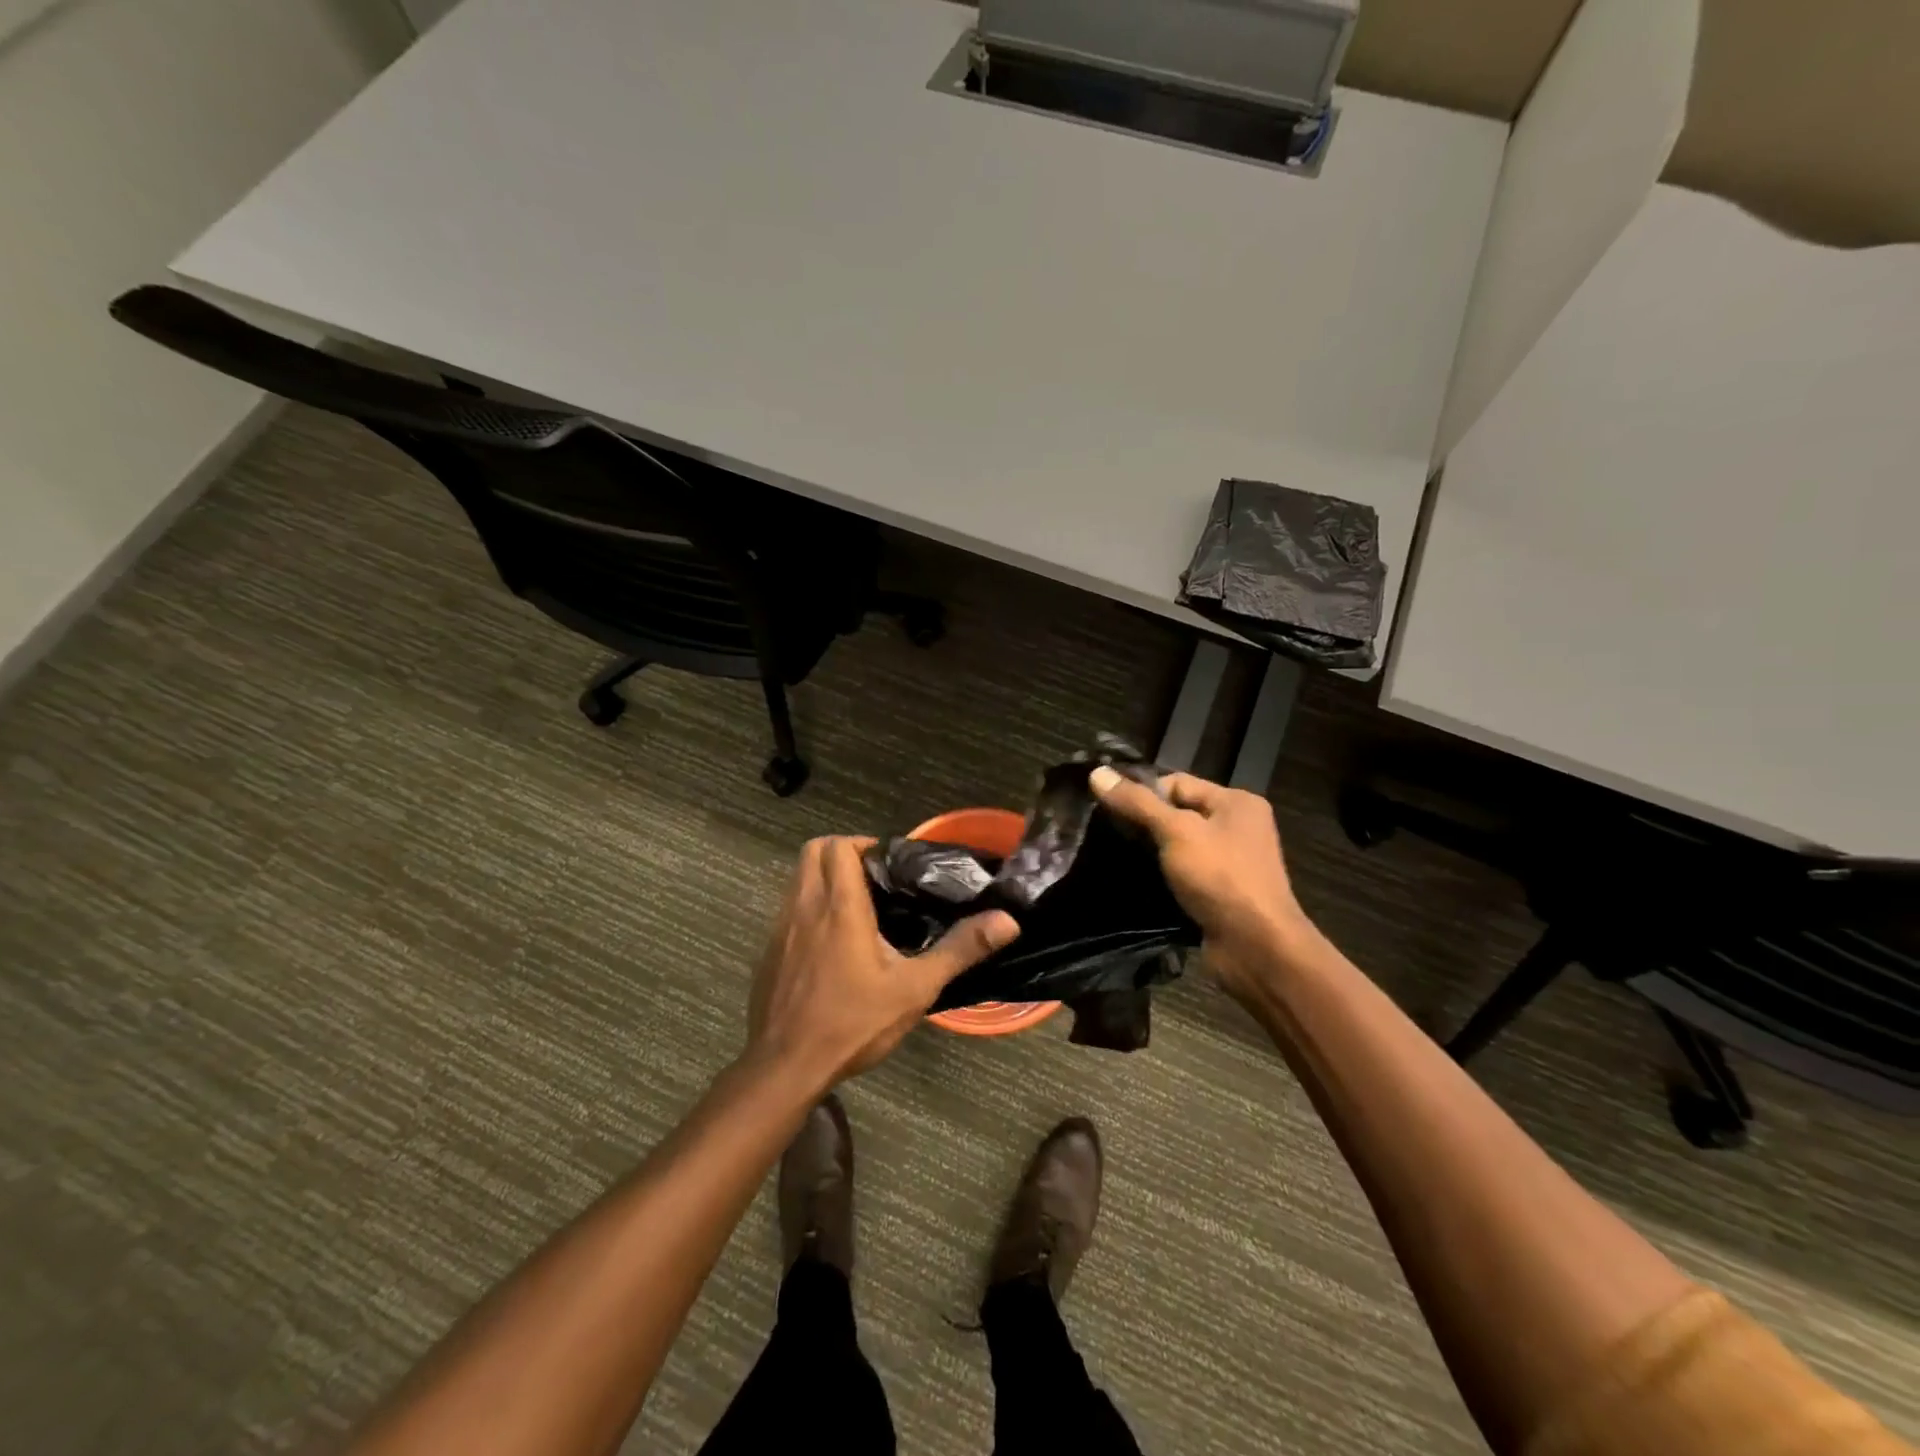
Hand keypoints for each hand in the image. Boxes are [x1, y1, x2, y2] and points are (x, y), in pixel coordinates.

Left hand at [745, 837, 1019, 1088]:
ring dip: (824, 877)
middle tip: (874, 877)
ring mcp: (781, 928)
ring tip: (858, 907)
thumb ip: (960, 949)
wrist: (786, 1068)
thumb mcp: (915, 988)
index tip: (889, 864)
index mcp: (839, 906)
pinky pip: (788, 909)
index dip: (864, 844)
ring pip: (797, 878)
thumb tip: (1008, 921)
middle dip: (842, 851)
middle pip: (813, 851)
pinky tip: (831, 942)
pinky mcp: (769, 951)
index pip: (839, 846)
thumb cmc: (853, 1022)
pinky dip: (809, 906)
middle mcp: (805, 906)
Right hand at [1089, 767, 1308, 1000]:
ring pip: (1179, 846)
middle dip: (1143, 822)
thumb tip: (1097, 773)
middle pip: (1178, 813)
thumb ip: (1137, 803)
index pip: (1177, 783)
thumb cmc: (1220, 878)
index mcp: (1236, 802)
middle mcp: (1238, 827)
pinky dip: (1162, 876)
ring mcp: (1231, 863)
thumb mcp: (1176, 832)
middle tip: (1104, 833)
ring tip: (1113, 856)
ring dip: (1151, 852)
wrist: (1256, 949)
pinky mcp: (1220, 893)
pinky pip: (1184, 874)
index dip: (1142, 793)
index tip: (1107, 809)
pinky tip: (1135, 882)